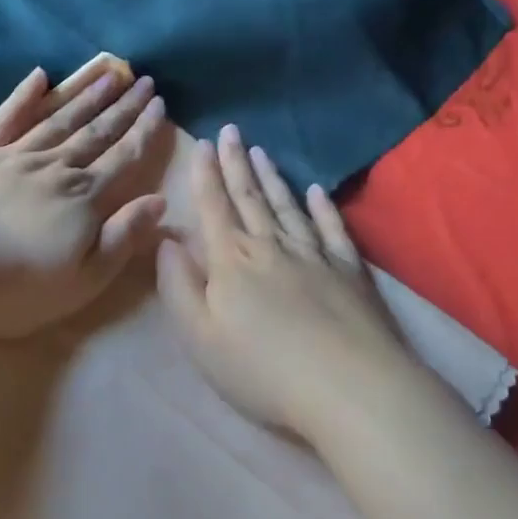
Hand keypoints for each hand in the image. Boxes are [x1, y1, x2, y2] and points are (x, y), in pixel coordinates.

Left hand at [0, 62, 168, 337]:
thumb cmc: (19, 285)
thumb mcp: (85, 277)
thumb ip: (124, 237)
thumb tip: (160, 201)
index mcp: (84, 197)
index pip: (123, 157)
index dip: (144, 131)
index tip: (161, 104)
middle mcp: (55, 167)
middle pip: (96, 132)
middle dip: (123, 106)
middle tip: (144, 80)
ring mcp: (15, 156)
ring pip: (59, 119)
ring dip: (86, 95)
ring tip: (108, 73)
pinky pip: (7, 118)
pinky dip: (24, 96)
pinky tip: (39, 77)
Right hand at [157, 125, 411, 439]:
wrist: (347, 386)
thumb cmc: (262, 369)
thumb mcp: (200, 337)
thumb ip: (178, 287)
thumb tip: (167, 242)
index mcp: (231, 261)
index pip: (214, 207)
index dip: (205, 175)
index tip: (202, 143)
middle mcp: (271, 246)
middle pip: (249, 198)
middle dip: (236, 163)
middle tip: (230, 131)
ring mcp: (315, 254)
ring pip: (287, 206)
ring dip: (271, 178)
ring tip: (261, 151)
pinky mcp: (350, 270)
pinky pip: (331, 228)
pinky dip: (322, 207)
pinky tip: (316, 190)